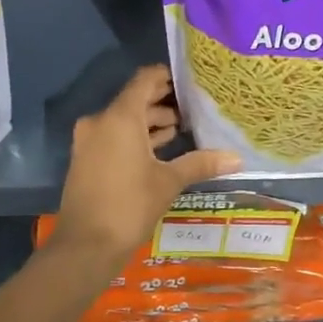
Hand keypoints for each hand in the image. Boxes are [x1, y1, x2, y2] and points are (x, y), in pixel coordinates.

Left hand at [50, 66, 240, 263]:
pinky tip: (160, 150)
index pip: (144, 80)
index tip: (191, 82)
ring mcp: (89, 140)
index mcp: (120, 117)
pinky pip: (114, 136)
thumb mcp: (169, 182)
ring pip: (124, 120)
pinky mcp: (86, 158)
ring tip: (182, 130)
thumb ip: (201, 163)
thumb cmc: (129, 205)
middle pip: (135, 100)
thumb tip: (236, 158)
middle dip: (163, 103)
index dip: (167, 76)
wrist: (86, 245)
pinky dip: (135, 138)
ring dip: (150, 123)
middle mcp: (101, 121)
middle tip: (194, 109)